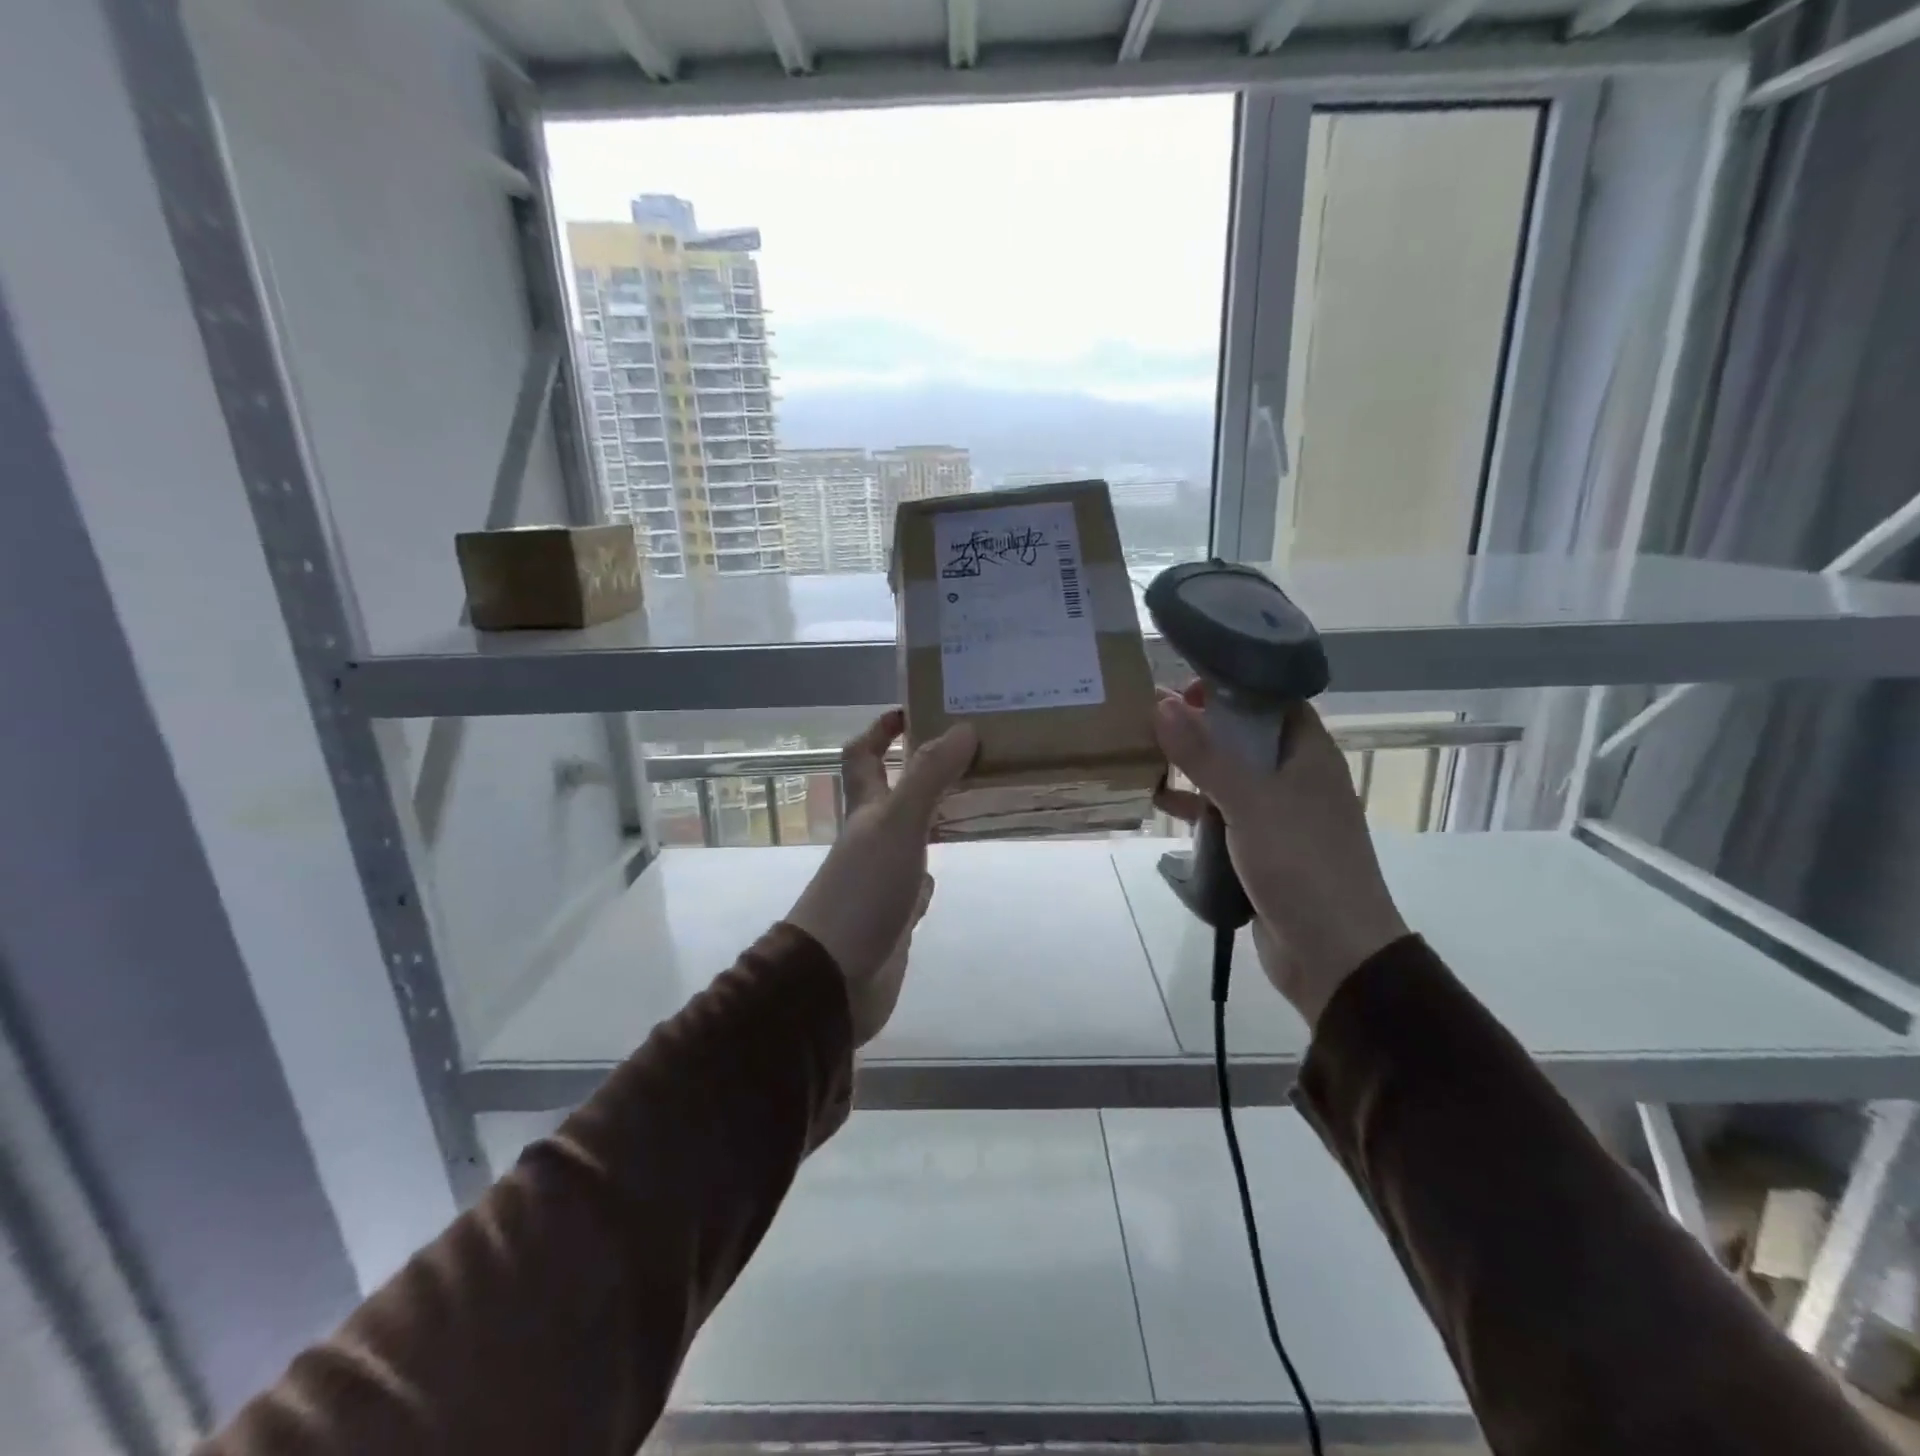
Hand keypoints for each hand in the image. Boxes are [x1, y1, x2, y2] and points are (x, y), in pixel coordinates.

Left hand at [786, 710, 976, 1044]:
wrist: (835, 977)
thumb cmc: (864, 891)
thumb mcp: (898, 824)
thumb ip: (930, 777)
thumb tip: (963, 728)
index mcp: (864, 810)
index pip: (863, 754)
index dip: (881, 729)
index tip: (915, 710)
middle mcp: (870, 838)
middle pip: (892, 792)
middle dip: (922, 769)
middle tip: (968, 752)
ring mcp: (881, 877)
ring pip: (909, 836)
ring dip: (933, 817)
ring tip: (974, 801)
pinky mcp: (894, 913)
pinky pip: (915, 883)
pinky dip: (930, 871)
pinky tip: (947, 869)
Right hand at [1153, 684, 1407, 1027]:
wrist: (1332, 952)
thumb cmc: (1300, 863)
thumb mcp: (1249, 801)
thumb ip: (1204, 754)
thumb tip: (1161, 703)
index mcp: (1309, 755)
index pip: (1272, 701)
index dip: (1232, 686)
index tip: (1185, 682)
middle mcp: (1296, 778)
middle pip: (1245, 736)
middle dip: (1202, 724)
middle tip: (1152, 712)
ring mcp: (1278, 814)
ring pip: (1230, 775)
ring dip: (1193, 764)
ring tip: (1145, 749)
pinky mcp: (1260, 847)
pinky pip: (1223, 813)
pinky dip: (1193, 804)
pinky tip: (1157, 799)